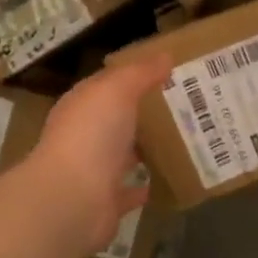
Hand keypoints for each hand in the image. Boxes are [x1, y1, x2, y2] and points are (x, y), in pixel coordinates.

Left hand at [18, 55, 170, 256]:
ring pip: (123, 155)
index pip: (106, 86)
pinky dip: (145, 185)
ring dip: (144, 148)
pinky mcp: (106, 202)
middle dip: (142, 113)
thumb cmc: (91, 134)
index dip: (133, 77)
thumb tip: (165, 55)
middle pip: (116, 120)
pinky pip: (130, 191)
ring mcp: (93, 171)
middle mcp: (84, 136)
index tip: (168, 72)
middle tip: (184, 105)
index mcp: (81, 106)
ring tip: (182, 139)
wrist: (72, 198)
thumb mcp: (116, 91)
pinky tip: (168, 178)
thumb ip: (140, 73)